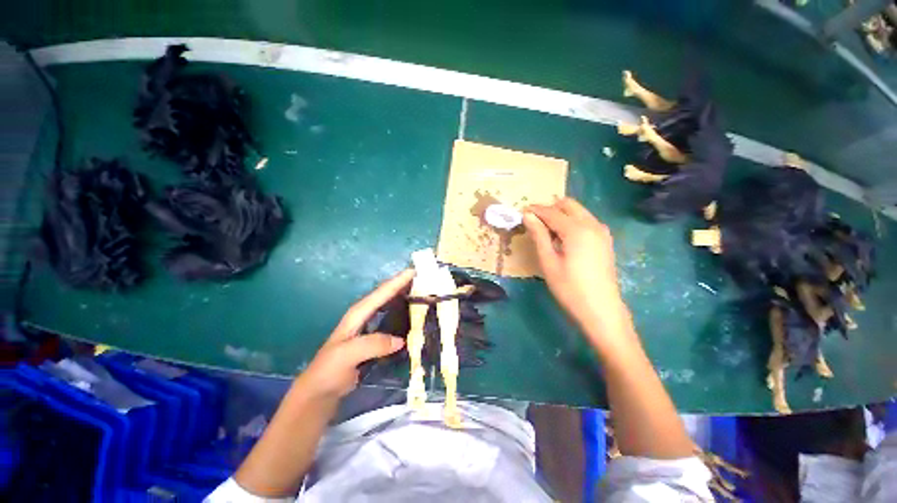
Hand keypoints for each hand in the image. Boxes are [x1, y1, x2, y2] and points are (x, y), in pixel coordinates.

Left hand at [295, 269, 413, 399]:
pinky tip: (416, 317)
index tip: (415, 271)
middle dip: (405, 285)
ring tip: (425, 293)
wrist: (321, 390)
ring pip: (392, 306)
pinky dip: (405, 315)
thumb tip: (401, 340)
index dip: (398, 281)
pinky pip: (394, 320)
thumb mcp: (348, 354)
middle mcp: (366, 315)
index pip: (381, 293)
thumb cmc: (330, 369)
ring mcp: (371, 326)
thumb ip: (373, 344)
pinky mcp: (376, 337)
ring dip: (406, 297)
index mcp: (359, 313)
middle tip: (426, 279)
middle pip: (388, 295)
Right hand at [524, 198, 630, 334]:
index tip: (521, 212)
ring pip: (578, 212)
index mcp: (577, 230)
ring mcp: (602, 231)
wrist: (601, 310)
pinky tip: (563, 238)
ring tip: (545, 230)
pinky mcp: (605, 240)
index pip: (551, 212)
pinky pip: (586, 221)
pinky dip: (572, 222)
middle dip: (549, 208)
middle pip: (568, 205)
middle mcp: (592, 224)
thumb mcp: (548, 261)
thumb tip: (528, 216)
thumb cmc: (569, 288)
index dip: (535, 210)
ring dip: (561, 214)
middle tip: (534, 221)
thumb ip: (539, 235)